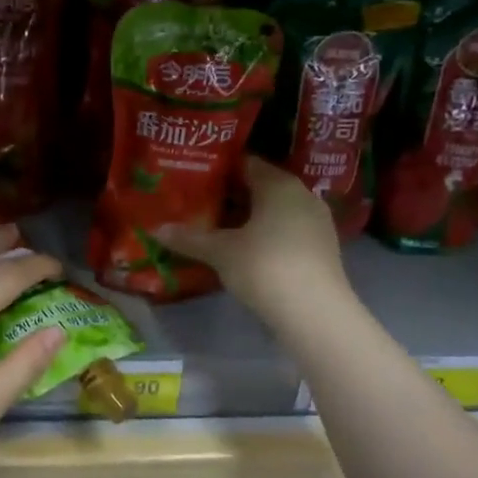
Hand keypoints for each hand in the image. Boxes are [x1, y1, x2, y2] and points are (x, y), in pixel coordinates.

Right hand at [156, 157, 347, 317]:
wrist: (315, 314)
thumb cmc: (265, 267)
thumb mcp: (220, 252)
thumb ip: (189, 238)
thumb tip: (156, 229)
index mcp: (279, 184)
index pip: (246, 163)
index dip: (219, 170)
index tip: (194, 177)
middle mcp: (302, 195)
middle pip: (261, 187)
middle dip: (231, 195)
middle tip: (198, 202)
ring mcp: (315, 222)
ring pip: (275, 210)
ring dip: (248, 217)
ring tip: (216, 227)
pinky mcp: (321, 248)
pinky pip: (286, 230)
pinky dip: (265, 234)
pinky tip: (244, 249)